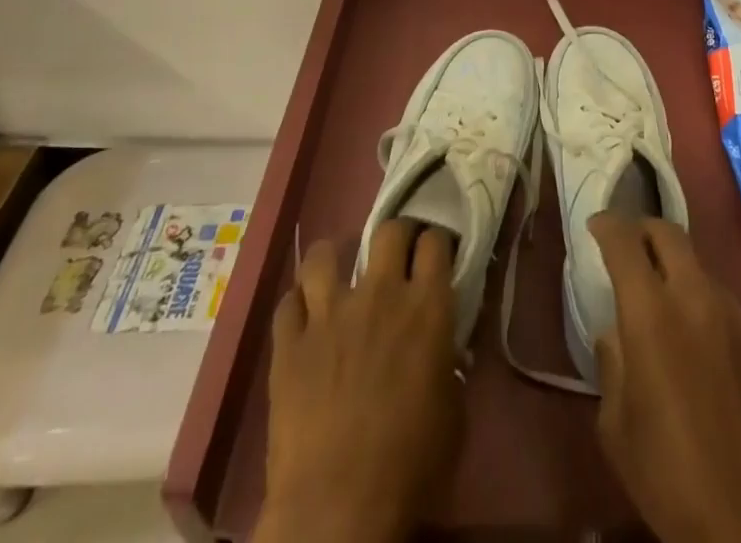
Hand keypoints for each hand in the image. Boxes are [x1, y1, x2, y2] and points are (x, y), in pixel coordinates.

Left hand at [259, 221, 462, 542]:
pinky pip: (287, 304)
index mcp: (427, 306)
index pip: (436, 241)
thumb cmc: (411, 465)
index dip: (437, 243)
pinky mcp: (288, 345)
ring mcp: (329, 314)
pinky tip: (303, 318)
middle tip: (395, 258)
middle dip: (396, 237)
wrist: (338, 510)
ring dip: (334, 259)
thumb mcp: (453, 409)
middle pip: (388, 231)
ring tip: (337, 273)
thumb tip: (444, 348)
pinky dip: (296, 305)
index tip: (436, 256)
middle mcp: (380, 293)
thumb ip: (449, 362)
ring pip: (324, 254)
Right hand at [589, 215, 740, 542]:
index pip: (625, 242)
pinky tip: (698, 340)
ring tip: (662, 300)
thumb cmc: (670, 479)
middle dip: (643, 229)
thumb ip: (612, 363)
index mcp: (652, 314)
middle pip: (669, 233)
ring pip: (699, 265)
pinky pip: (723, 299)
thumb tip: (616, 332)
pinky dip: (702, 301)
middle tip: (628, 244)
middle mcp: (696, 297)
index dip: (607, 225)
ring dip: (675, 269)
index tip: (596, 225)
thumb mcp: (617, 427)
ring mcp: (735, 313)